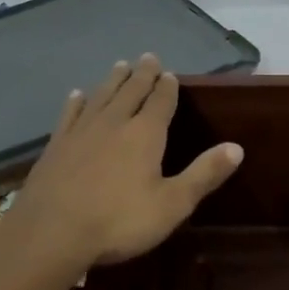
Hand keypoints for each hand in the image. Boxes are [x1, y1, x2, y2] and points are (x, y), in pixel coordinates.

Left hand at [7, 54, 243, 270]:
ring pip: (102, 96)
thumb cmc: (119, 221)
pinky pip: (70, 114)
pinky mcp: (56, 145)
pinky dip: (77, 101)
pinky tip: (77, 94)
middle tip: (148, 57)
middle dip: (142, 74)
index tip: (171, 74)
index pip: (161, 101)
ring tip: (120, 65)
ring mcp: (82, 131)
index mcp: (145, 134)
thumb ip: (204, 174)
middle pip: (131, 91)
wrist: (52, 232)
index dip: (168, 87)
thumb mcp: (172, 204)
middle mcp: (114, 123)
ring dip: (113, 80)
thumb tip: (236, 147)